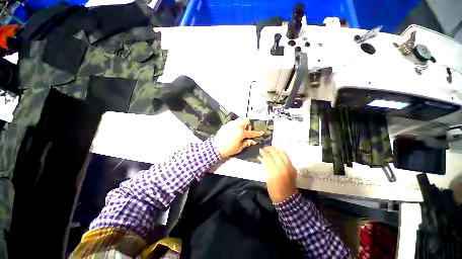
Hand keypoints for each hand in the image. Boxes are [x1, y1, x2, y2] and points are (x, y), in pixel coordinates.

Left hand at [213, 118, 264, 157]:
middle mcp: (237, 126)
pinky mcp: (226, 124)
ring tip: (240, 131)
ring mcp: (231, 124)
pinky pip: (234, 122)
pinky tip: (234, 131)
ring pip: (240, 120)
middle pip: (246, 120)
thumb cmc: (228, 149)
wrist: (216, 147)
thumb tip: (253, 141)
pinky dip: (236, 125)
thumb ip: (247, 142)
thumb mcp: (239, 147)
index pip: (252, 132)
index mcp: (241, 132)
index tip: (262, 132)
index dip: (257, 133)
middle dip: (248, 125)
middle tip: (246, 132)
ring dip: (242, 124)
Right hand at [258, 146, 296, 202]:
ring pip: (283, 153)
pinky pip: (287, 157)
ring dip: (276, 149)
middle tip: (265, 148)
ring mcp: (290, 167)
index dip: (264, 152)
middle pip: (276, 153)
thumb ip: (265, 166)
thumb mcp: (267, 177)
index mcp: (275, 171)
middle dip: (270, 148)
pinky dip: (281, 153)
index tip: (261, 150)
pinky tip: (277, 154)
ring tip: (271, 149)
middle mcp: (283, 167)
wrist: (287, 199)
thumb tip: (261, 157)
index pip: (269, 157)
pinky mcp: (293, 168)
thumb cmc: (274, 190)